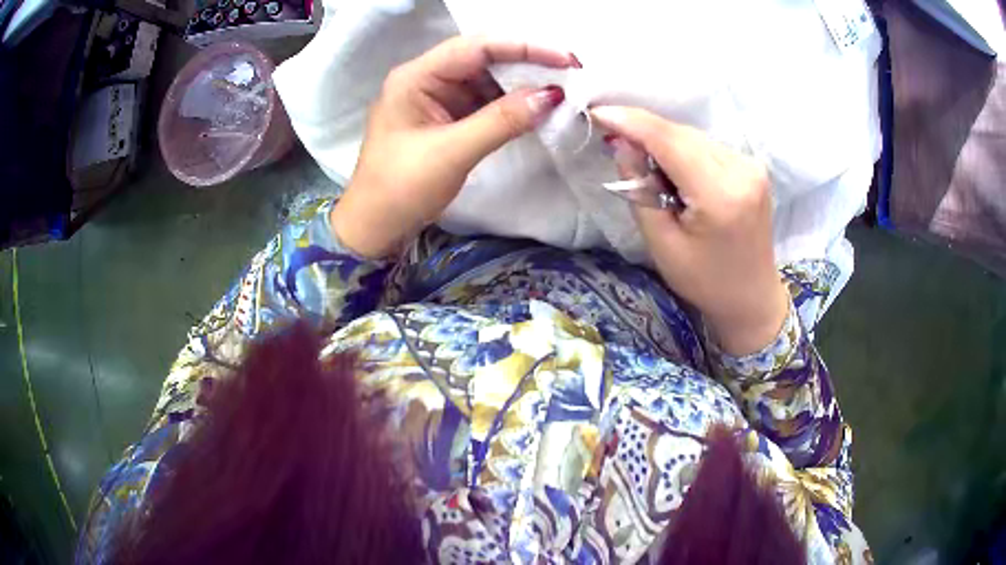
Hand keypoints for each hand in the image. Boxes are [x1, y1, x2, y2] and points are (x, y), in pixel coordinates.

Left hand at [331, 36, 575, 257]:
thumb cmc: (400, 189)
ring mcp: (435, 98)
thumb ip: (502, 120)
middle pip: (482, 58)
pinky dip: (509, 105)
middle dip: (527, 63)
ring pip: (486, 80)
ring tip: (560, 92)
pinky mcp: (444, 118)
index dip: (525, 47)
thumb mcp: (452, 152)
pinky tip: (534, 109)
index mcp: (416, 77)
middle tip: (571, 74)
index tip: (567, 59)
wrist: (374, 227)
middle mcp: (425, 79)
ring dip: (521, 85)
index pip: (476, 47)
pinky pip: (482, 102)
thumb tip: (552, 95)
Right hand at [591, 106, 789, 355]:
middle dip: (644, 131)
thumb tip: (622, 143)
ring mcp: (752, 166)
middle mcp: (742, 170)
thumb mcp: (662, 244)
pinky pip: (707, 145)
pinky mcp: (753, 166)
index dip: (631, 122)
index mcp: (720, 195)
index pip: (670, 140)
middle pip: (681, 133)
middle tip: (613, 140)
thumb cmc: (705, 282)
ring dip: (663, 141)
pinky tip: (674, 170)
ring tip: (646, 166)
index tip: (597, 113)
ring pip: (693, 136)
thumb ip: (640, 190)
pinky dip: (683, 150)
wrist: (752, 298)